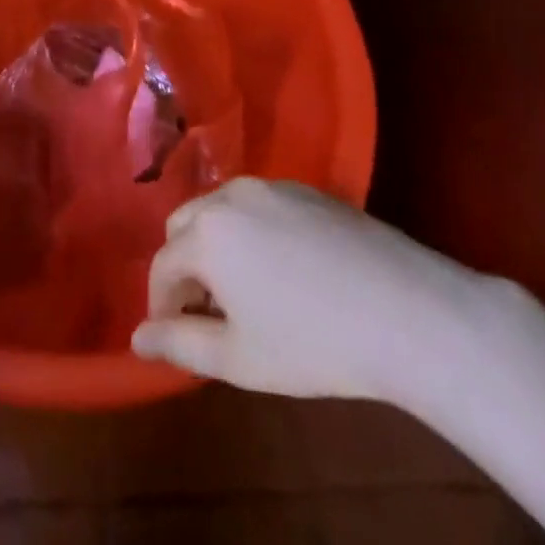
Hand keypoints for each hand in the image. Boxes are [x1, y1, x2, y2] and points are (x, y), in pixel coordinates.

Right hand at [132, 178, 501, 411]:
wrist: (408, 310)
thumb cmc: (313, 343)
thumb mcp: (238, 358)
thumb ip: (179, 344)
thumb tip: (137, 339)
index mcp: (205, 233)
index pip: (162, 266)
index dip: (161, 305)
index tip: (176, 336)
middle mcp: (229, 196)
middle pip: (185, 226)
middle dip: (185, 268)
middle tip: (210, 314)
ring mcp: (270, 186)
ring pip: (221, 211)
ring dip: (217, 246)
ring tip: (245, 292)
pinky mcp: (306, 189)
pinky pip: (259, 206)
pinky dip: (252, 231)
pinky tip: (286, 270)